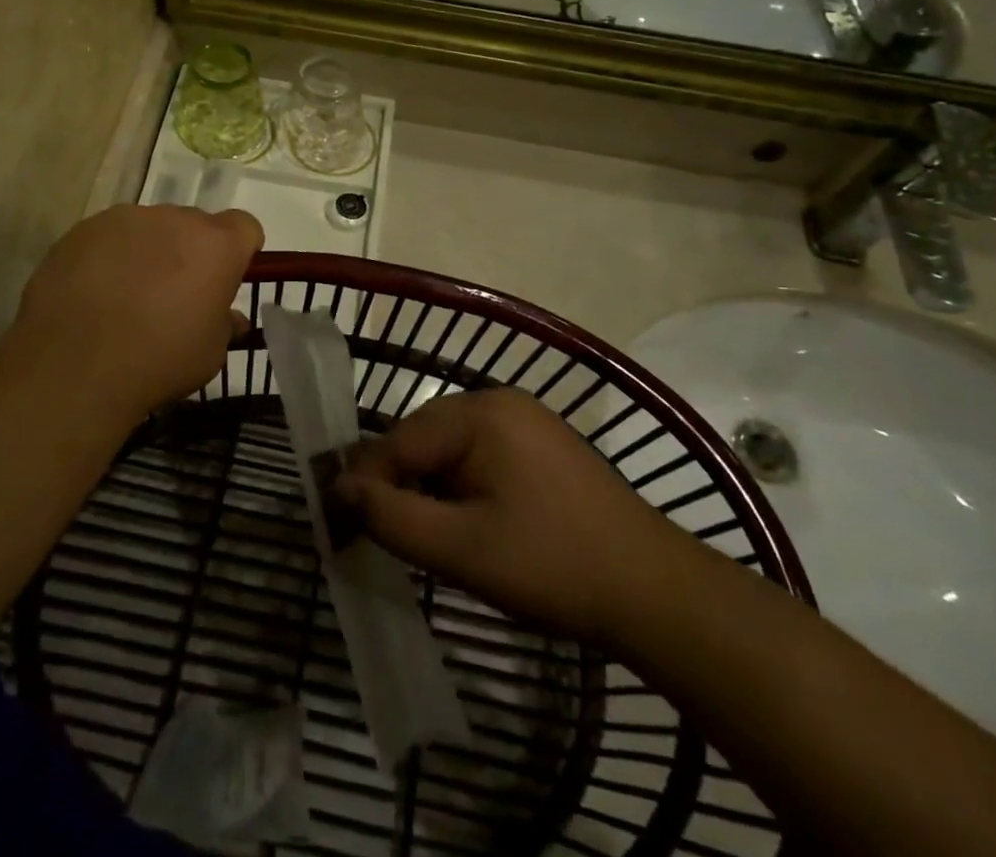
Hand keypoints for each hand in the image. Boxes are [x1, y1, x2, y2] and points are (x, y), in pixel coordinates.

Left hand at [7, 204, 263, 422]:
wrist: (74, 366)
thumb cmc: (159, 361)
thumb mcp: (210, 354)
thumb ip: (224, 325)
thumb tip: (229, 318)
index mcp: (217, 245)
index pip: (245, 227)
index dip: (239, 251)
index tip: (225, 279)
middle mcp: (175, 218)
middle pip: (194, 225)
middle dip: (191, 252)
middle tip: (175, 293)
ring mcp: (126, 219)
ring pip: (150, 228)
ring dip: (150, 251)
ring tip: (129, 294)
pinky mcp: (85, 229)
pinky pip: (110, 236)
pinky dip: (110, 256)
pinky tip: (95, 293)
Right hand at [333, 388, 678, 640]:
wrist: (656, 593)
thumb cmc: (553, 566)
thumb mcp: (462, 549)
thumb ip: (393, 518)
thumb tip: (338, 490)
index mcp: (479, 412)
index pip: (399, 441)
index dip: (367, 483)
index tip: (342, 525)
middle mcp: (499, 402)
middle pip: (422, 440)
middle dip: (399, 485)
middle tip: (382, 536)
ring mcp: (525, 420)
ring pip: (449, 450)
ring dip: (429, 489)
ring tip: (424, 535)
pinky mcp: (542, 445)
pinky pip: (480, 457)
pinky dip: (461, 487)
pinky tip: (466, 524)